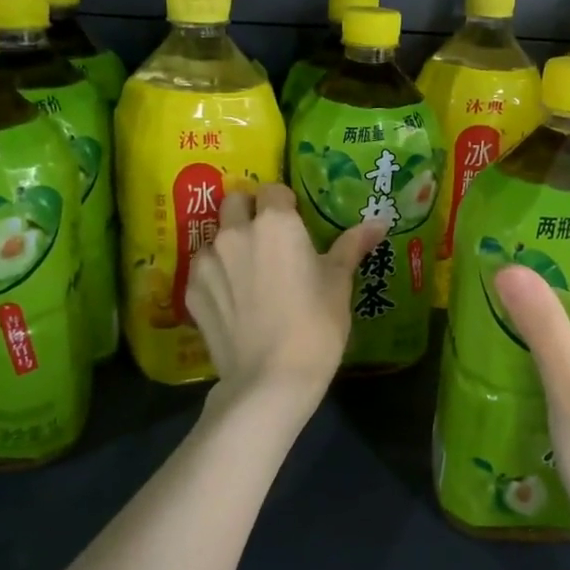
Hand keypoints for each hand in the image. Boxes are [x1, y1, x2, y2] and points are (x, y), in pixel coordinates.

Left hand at [185, 184, 388, 406]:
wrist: (270, 379)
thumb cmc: (315, 325)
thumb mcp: (339, 284)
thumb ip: (351, 246)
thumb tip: (379, 222)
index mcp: (276, 223)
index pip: (273, 190)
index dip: (284, 204)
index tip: (295, 224)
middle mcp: (236, 232)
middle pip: (235, 202)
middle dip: (249, 212)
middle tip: (268, 240)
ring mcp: (208, 261)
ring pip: (215, 237)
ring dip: (230, 245)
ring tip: (249, 275)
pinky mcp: (191, 291)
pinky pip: (203, 271)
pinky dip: (216, 277)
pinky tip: (233, 302)